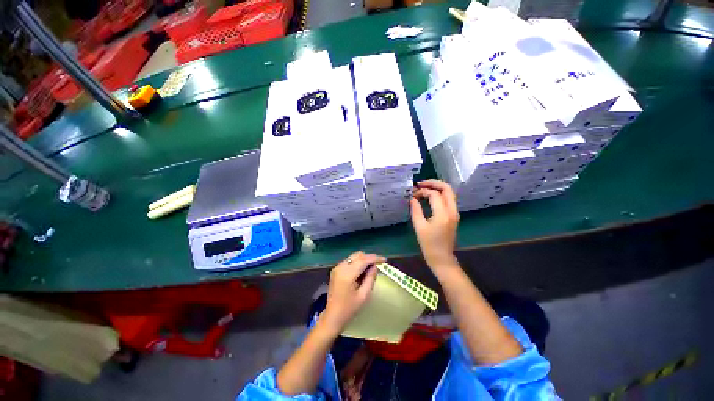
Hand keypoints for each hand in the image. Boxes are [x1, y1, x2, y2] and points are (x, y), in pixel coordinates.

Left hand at [320, 251, 385, 336]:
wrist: (332, 316)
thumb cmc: (349, 309)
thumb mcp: (363, 295)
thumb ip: (370, 278)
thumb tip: (375, 266)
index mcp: (347, 274)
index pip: (363, 260)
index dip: (375, 258)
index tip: (384, 260)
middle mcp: (341, 267)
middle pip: (358, 255)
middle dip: (369, 258)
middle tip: (378, 265)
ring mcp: (337, 267)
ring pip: (354, 257)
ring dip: (363, 260)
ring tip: (370, 270)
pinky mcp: (336, 270)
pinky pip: (349, 261)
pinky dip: (357, 263)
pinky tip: (362, 272)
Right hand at [410, 180, 459, 270]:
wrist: (442, 257)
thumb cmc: (428, 244)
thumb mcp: (419, 226)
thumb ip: (415, 210)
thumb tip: (412, 198)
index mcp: (443, 214)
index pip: (434, 194)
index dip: (422, 192)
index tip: (413, 194)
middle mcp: (452, 211)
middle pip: (447, 189)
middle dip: (433, 183)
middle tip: (420, 184)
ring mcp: (455, 213)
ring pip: (449, 193)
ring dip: (437, 188)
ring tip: (424, 188)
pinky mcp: (454, 216)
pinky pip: (449, 200)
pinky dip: (440, 194)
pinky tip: (429, 197)